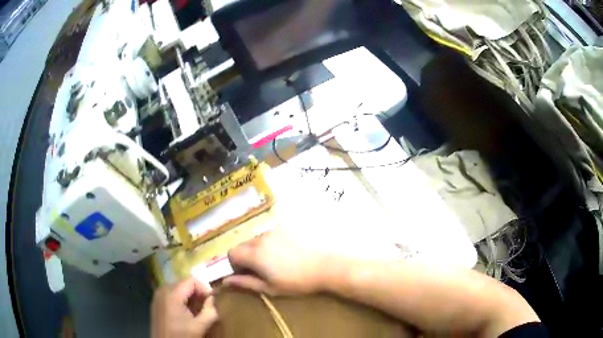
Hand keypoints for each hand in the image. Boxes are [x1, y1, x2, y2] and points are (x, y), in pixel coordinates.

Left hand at [151, 277, 218, 337]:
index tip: (211, 301)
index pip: (192, 280)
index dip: (204, 288)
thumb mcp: (200, 326)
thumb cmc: (182, 335)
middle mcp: (163, 290)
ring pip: (178, 288)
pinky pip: (171, 294)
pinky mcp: (156, 302)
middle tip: (206, 305)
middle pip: (184, 282)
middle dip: (197, 292)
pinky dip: (180, 299)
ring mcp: (158, 295)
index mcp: (173, 294)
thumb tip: (212, 300)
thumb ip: (210, 311)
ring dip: (189, 296)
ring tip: (197, 310)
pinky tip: (186, 312)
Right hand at [224, 228, 328, 294]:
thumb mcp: (269, 287)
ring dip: (256, 250)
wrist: (324, 267)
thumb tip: (225, 281)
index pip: (231, 253)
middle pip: (242, 244)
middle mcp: (260, 238)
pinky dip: (268, 244)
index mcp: (254, 254)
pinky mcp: (285, 229)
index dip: (234, 264)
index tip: (245, 274)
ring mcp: (273, 231)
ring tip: (272, 262)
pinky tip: (282, 254)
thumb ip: (245, 283)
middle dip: (244, 257)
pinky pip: (268, 235)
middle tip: (259, 270)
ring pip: (255, 239)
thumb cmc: (296, 282)